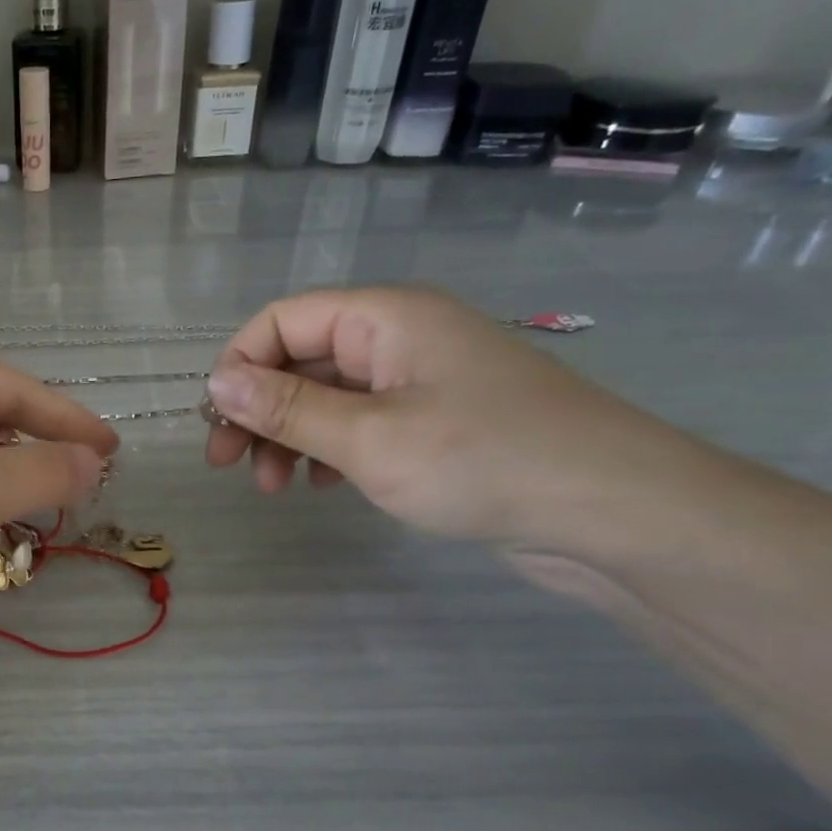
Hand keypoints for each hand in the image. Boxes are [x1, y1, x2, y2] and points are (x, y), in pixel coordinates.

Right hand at [204, 286, 688, 546]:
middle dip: (259, 410)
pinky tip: (321, 486)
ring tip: (275, 488)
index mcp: (384, 317)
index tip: (218, 425)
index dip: (239, 366)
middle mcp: (400, 336)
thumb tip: (215, 381)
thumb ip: (285, 408)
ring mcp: (421, 380)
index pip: (282, 320)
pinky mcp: (437, 421)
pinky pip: (362, 422)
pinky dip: (330, 449)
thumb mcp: (367, 438)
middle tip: (229, 466)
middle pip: (301, 358)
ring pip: (328, 395)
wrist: (617, 513)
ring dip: (289, 435)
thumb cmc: (482, 461)